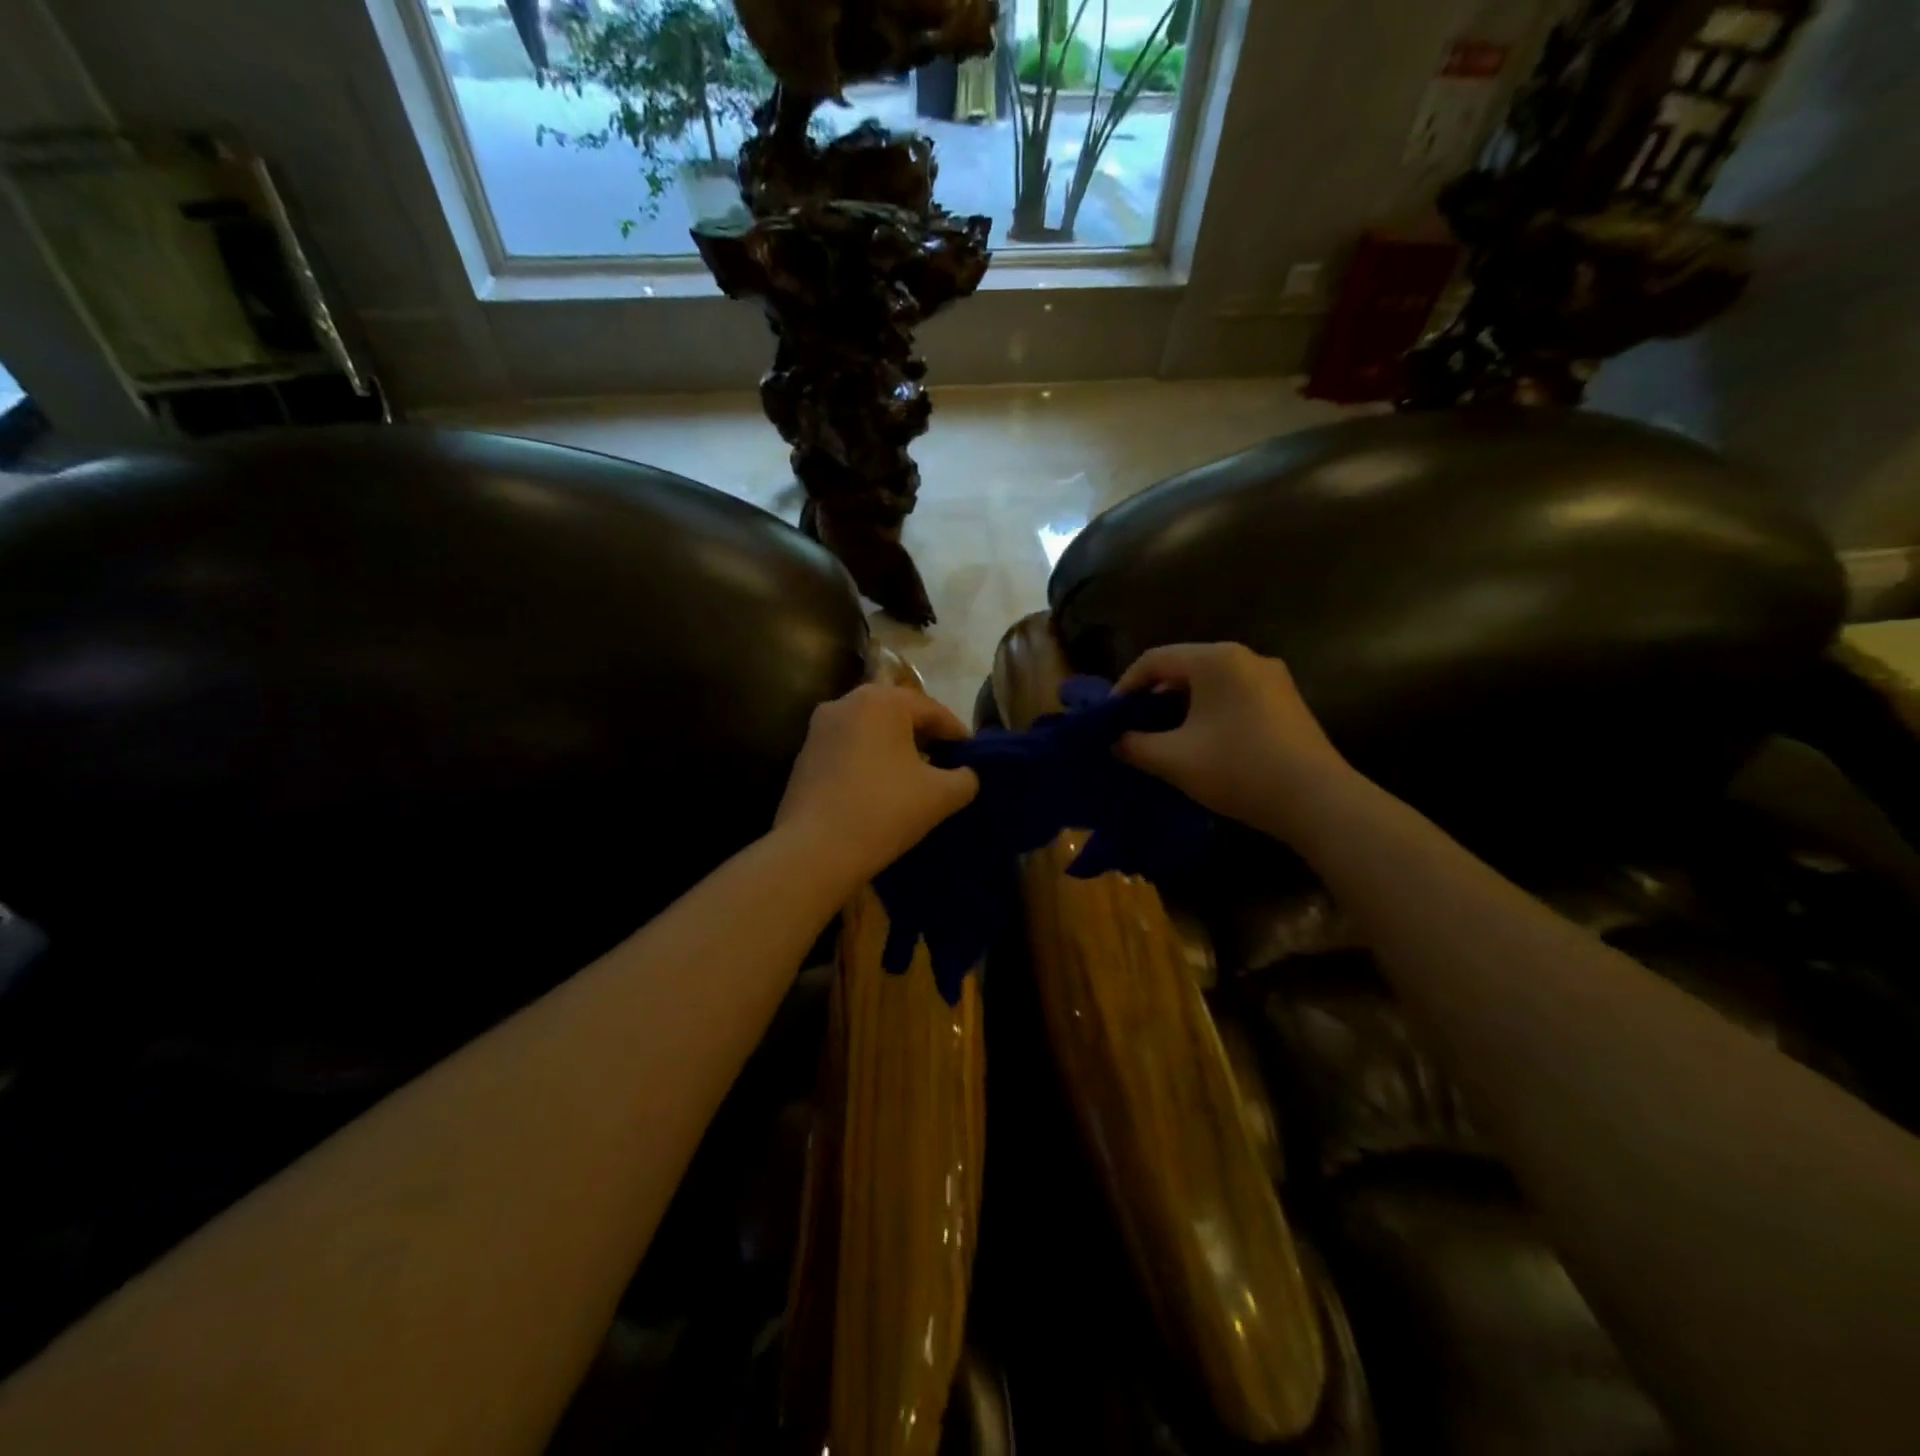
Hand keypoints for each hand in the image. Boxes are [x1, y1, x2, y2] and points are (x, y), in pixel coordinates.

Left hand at [775, 684, 978, 889]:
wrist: (814, 851)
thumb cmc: (884, 811)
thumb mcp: (940, 796)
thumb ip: (965, 778)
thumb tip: (966, 774)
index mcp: (882, 700)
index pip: (932, 710)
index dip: (957, 733)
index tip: (973, 756)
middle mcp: (846, 702)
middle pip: (898, 713)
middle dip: (924, 736)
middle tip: (946, 762)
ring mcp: (819, 728)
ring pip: (870, 730)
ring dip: (895, 748)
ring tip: (914, 776)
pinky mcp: (804, 755)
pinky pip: (848, 748)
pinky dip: (869, 760)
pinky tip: (880, 787)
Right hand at [1115, 643, 1352, 840]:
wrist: (1317, 800)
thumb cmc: (1237, 768)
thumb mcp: (1173, 759)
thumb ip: (1134, 745)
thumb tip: (1116, 742)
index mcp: (1215, 659)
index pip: (1154, 660)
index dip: (1124, 687)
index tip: (1110, 719)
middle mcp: (1246, 657)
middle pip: (1183, 668)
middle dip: (1153, 698)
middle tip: (1133, 729)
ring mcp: (1272, 678)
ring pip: (1210, 684)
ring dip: (1181, 707)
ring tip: (1164, 739)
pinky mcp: (1287, 702)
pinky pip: (1234, 696)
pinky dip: (1209, 713)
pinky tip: (1202, 744)